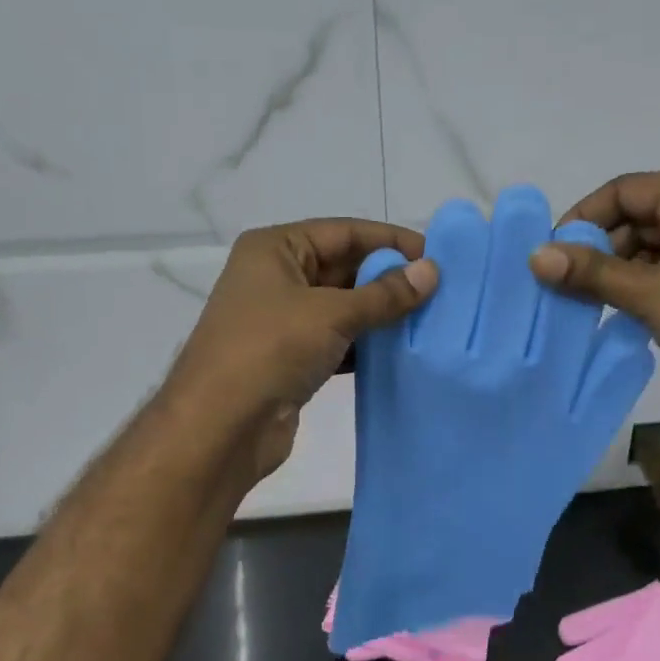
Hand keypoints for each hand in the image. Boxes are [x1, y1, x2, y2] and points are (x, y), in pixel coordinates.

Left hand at [163, 219, 437, 484]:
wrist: (219, 428)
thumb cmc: (269, 350)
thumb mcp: (331, 313)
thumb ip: (384, 294)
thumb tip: (432, 272)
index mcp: (275, 249)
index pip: (345, 232)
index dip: (391, 241)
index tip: (437, 256)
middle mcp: (277, 277)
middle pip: (344, 267)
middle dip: (389, 278)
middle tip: (440, 290)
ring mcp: (283, 319)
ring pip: (343, 306)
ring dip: (382, 313)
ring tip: (430, 319)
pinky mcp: (292, 357)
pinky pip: (338, 339)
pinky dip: (367, 343)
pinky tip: (401, 351)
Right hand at [528, 171, 659, 430]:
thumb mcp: (648, 294)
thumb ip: (590, 272)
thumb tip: (535, 256)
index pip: (625, 190)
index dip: (583, 218)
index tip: (554, 252)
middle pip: (644, 213)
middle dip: (605, 247)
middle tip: (571, 283)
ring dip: (628, 267)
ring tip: (597, 301)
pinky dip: (655, 278)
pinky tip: (633, 308)